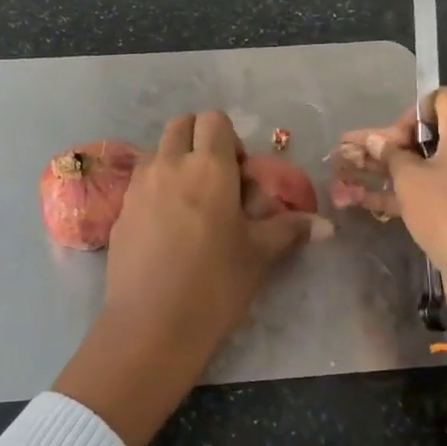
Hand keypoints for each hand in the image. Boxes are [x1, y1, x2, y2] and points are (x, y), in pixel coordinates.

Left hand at [53, 112, 325, 445]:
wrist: (151, 326)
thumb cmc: (215, 284)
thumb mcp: (258, 255)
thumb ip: (290, 229)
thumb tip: (326, 225)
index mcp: (208, 166)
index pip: (215, 120)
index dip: (230, 139)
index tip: (240, 174)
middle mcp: (169, 164)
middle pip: (181, 124)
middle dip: (200, 139)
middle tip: (217, 180)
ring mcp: (139, 185)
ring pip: (158, 150)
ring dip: (175, 161)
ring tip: (191, 203)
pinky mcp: (120, 210)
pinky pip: (141, 181)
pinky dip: (156, 187)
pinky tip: (167, 228)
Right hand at [336, 90, 446, 439]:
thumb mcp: (410, 180)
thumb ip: (390, 154)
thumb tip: (375, 139)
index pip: (438, 99)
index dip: (408, 116)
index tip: (389, 142)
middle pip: (431, 134)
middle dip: (389, 146)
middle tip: (353, 156)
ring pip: (430, 165)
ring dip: (391, 172)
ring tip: (346, 180)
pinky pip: (440, 188)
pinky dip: (409, 192)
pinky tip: (366, 203)